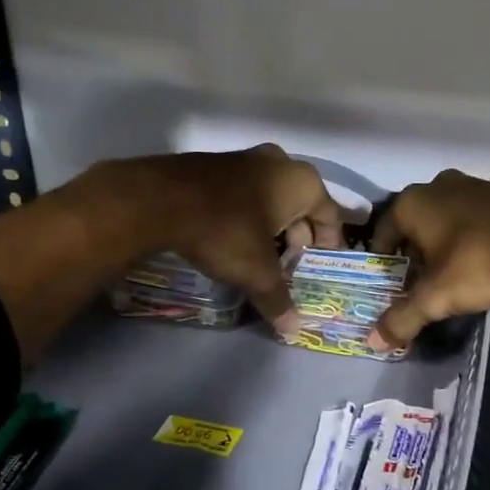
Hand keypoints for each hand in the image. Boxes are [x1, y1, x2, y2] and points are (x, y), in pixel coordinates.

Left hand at [82, 145, 346, 333]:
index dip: (329, 246)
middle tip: (291, 267)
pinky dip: (249, 216)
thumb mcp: (257, 272)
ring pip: (273, 199)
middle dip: (299, 238)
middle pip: (302, 207)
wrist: (159, 200)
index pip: (331, 216)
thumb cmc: (225, 231)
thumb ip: (278, 299)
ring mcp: (246, 158)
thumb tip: (293, 330)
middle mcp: (280, 162)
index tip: (321, 268)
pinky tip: (234, 240)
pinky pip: (246, 194)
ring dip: (273, 227)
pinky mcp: (217, 164)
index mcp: (302, 182)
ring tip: (263, 258)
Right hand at [369, 169, 489, 350]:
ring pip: (449, 214)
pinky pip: (483, 211)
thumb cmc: (478, 263)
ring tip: (456, 267)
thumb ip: (403, 318)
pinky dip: (481, 225)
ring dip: (448, 236)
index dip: (384, 262)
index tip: (392, 285)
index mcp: (412, 204)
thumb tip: (374, 341)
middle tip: (424, 281)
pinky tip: (489, 243)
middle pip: (416, 224)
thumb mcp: (436, 297)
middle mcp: (437, 185)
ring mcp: (474, 183)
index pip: (383, 234)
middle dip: (417, 250)